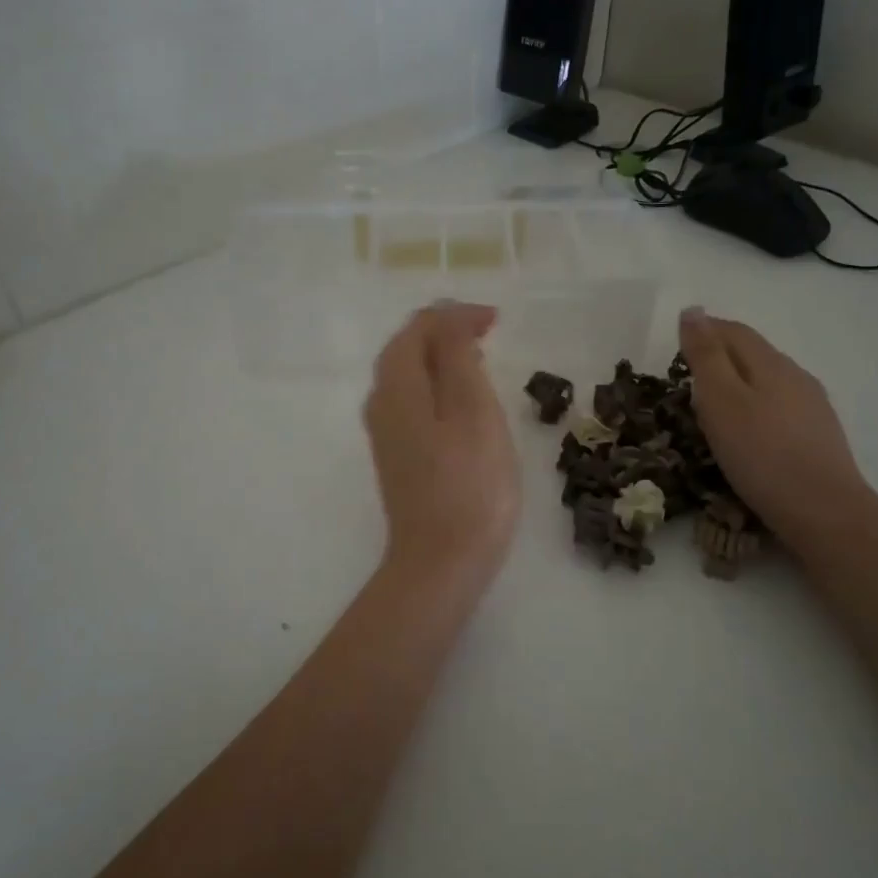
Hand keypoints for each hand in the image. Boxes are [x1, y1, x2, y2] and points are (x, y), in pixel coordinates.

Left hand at [364, 303, 519, 593]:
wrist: (440, 562)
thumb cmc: (469, 485)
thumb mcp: (473, 410)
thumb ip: (457, 358)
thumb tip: (449, 323)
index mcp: (397, 385)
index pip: (419, 327)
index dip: (456, 315)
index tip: (496, 320)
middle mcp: (380, 402)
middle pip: (406, 348)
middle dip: (445, 331)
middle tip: (487, 331)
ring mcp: (384, 432)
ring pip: (408, 375)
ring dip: (440, 357)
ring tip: (479, 356)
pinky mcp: (396, 456)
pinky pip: (412, 401)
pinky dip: (436, 385)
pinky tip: (461, 399)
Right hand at [679, 307, 872, 548]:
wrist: (824, 512)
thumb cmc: (761, 453)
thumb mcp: (721, 400)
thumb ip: (706, 355)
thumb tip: (693, 310)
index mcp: (770, 363)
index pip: (733, 331)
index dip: (703, 330)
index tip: (675, 345)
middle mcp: (796, 376)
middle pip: (753, 353)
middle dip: (719, 355)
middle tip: (687, 376)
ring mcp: (812, 406)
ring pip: (767, 380)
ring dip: (738, 382)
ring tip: (712, 406)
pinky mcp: (818, 436)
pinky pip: (779, 407)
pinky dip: (755, 407)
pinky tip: (748, 432)